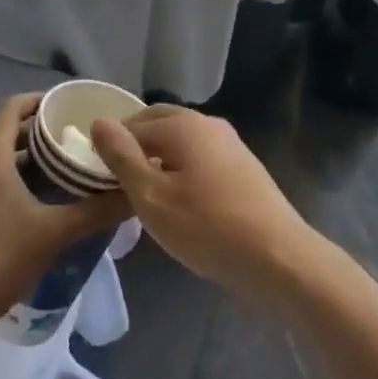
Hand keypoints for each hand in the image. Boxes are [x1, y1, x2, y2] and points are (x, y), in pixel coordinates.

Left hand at [0, 94, 129, 345]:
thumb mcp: (53, 234)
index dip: (39, 100)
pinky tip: (36, 208)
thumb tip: (133, 194)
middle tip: (76, 142)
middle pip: (7, 133)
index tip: (68, 106)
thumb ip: (95, 211)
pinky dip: (12, 182)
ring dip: (27, 161)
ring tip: (63, 174)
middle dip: (40, 134)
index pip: (12, 107)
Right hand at [90, 107, 322, 302]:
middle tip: (118, 185)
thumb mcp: (152, 198)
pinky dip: (182, 169)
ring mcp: (229, 142)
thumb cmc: (207, 227)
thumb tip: (98, 121)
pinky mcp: (243, 164)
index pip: (132, 125)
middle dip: (135, 148)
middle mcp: (207, 122)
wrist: (279, 256)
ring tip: (146, 196)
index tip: (99, 182)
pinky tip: (182, 202)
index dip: (111, 150)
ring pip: (181, 141)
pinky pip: (200, 156)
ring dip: (159, 159)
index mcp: (182, 124)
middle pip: (159, 124)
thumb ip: (122, 158)